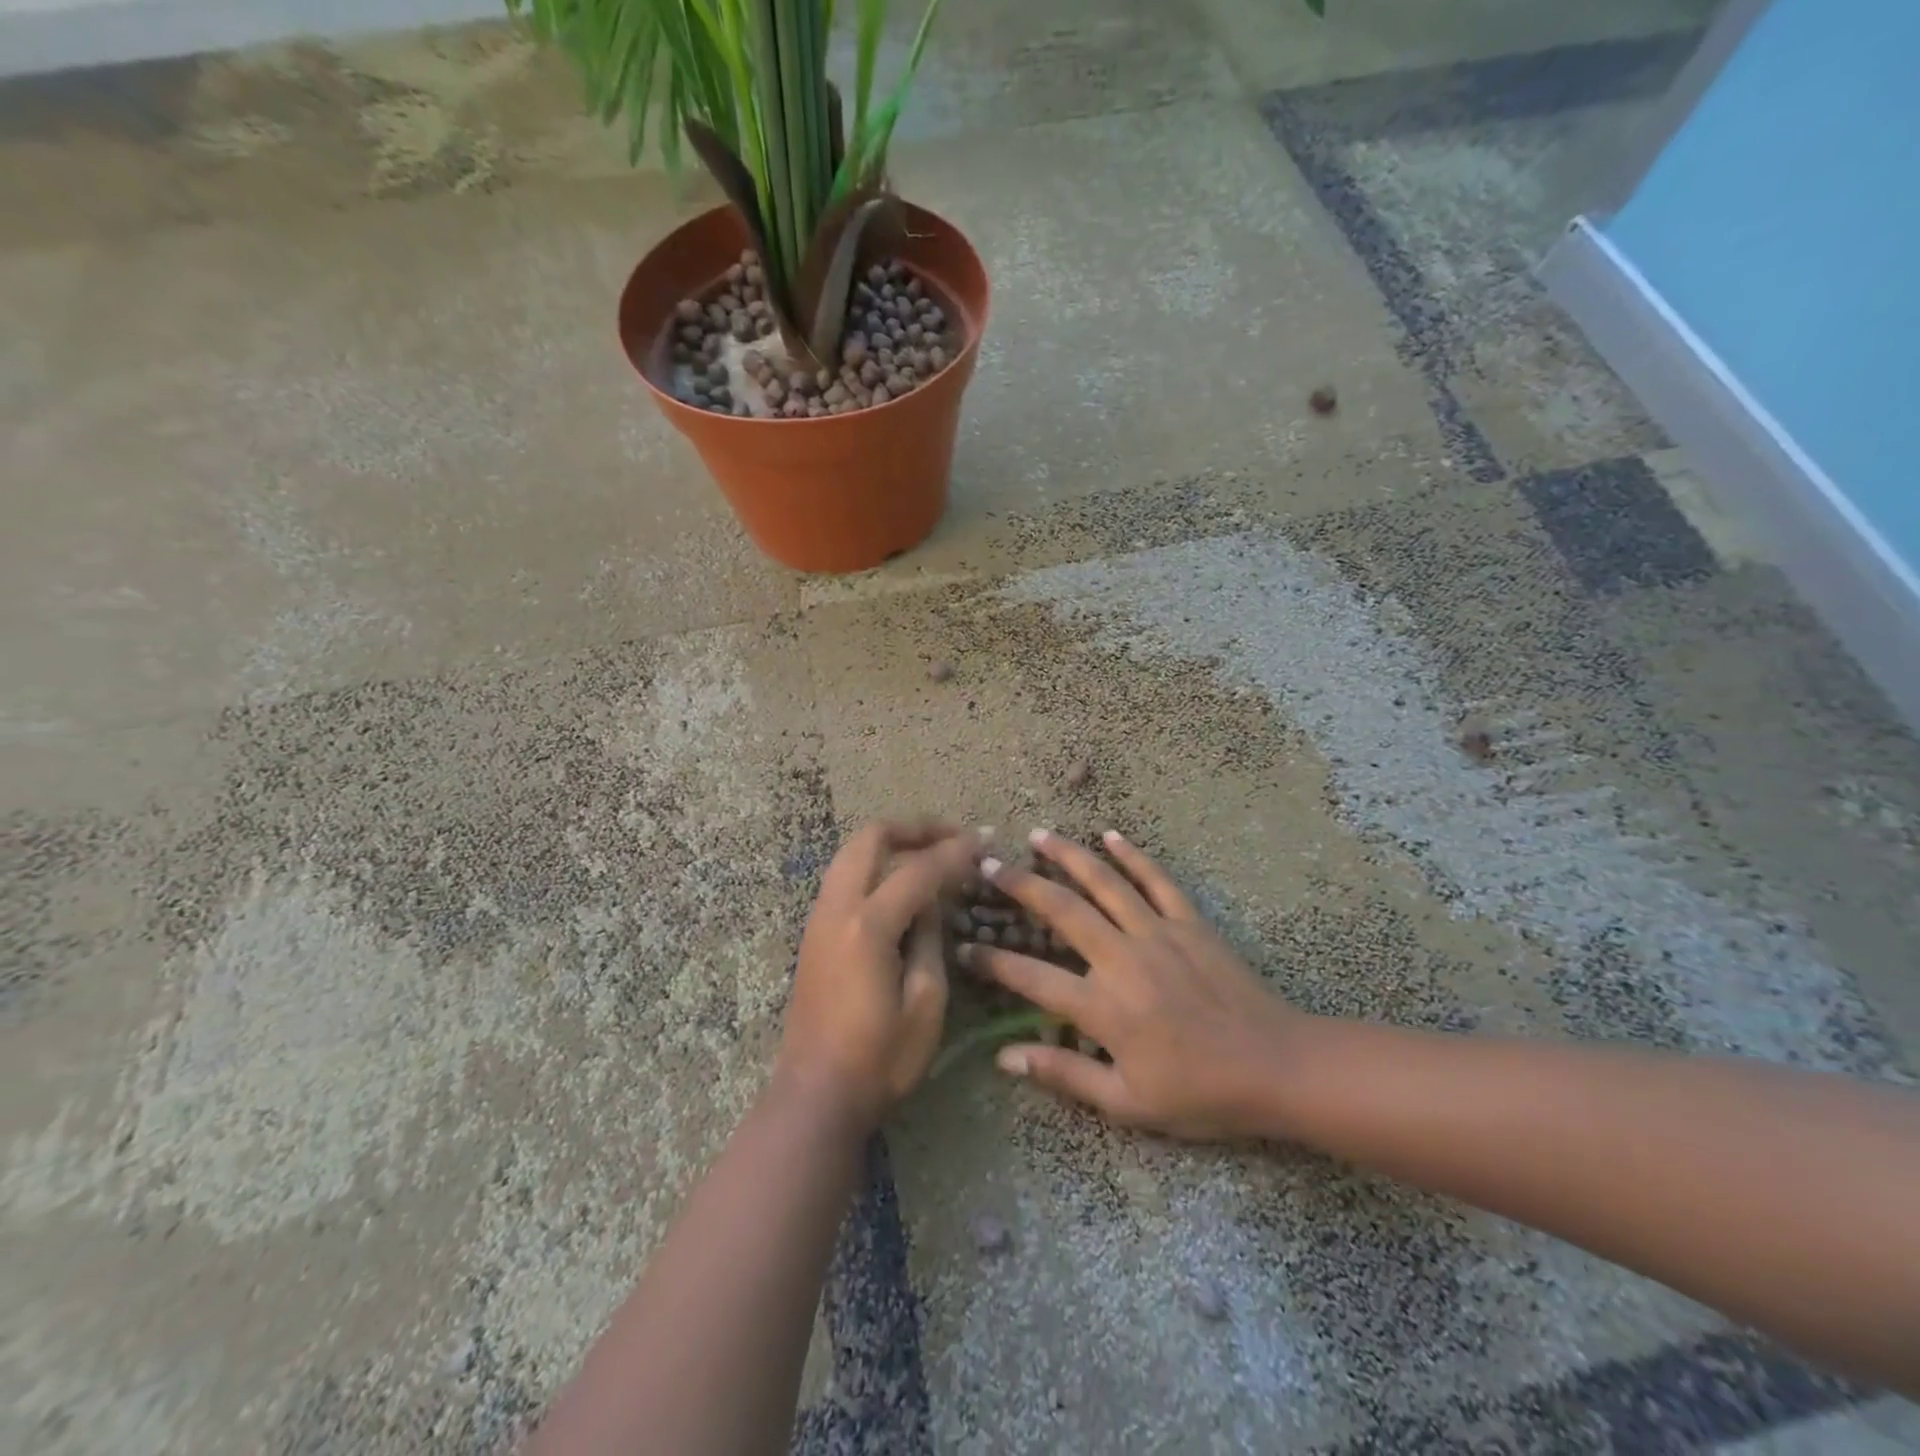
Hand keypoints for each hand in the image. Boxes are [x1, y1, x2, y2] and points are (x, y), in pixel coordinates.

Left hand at [779, 820, 986, 1130]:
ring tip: (930, 853)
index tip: (984, 841)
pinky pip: (845, 876)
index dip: (955, 852)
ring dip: (892, 843)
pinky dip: (875, 864)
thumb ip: (931, 939)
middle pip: (871, 838)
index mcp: (868, 926)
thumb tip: (933, 901)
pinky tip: (901, 882)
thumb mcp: (926, 1002)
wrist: (817, 1093)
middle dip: (914, 828)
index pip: (918, 870)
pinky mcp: (814, 932)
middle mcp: (837, 908)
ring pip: (852, 852)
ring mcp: (819, 917)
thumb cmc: (880, 1058)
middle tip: (952, 836)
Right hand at [961, 829, 1303, 1140]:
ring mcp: (1158, 933)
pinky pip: (1157, 880)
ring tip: (1039, 835)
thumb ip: (1065, 1074)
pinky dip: (1133, 855)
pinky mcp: (1189, 922)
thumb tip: (1005, 1059)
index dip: (992, 962)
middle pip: (1062, 910)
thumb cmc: (1200, 1093)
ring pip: (1105, 883)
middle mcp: (1122, 958)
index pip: (1031, 978)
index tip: (964, 948)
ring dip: (1069, 856)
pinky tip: (1111, 835)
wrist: (1276, 1068)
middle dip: (1020, 885)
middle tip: (989, 864)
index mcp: (1103, 1007)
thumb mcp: (1127, 1103)